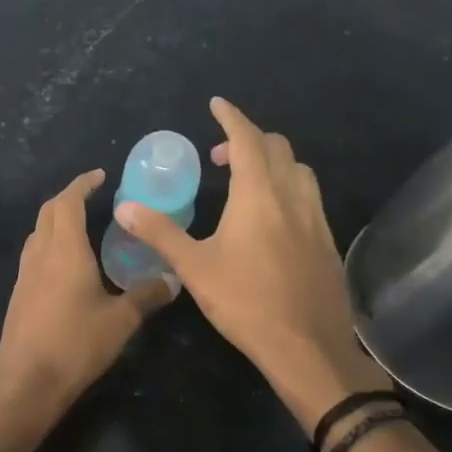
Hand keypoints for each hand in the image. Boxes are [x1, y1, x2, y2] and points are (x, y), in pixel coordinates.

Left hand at [0, 169, 176, 416]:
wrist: (28, 383)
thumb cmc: (76, 345)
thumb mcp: (121, 321)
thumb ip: (147, 296)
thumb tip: (173, 279)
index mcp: (65, 251)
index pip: (68, 202)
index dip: (82, 184)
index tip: (99, 176)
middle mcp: (40, 255)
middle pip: (49, 212)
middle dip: (69, 197)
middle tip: (93, 197)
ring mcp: (25, 275)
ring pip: (38, 233)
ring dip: (56, 221)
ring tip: (82, 226)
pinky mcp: (19, 294)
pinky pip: (34, 255)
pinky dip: (49, 244)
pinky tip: (66, 264)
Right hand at [115, 98, 388, 431]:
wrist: (307, 347)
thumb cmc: (246, 302)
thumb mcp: (194, 267)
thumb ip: (160, 232)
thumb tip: (124, 206)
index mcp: (259, 195)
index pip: (247, 139)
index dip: (231, 117)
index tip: (216, 104)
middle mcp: (293, 197)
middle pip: (277, 147)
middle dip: (248, 140)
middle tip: (218, 156)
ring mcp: (316, 219)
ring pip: (299, 170)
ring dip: (272, 162)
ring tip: (245, 182)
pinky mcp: (327, 242)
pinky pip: (309, 197)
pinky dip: (287, 188)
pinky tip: (271, 219)